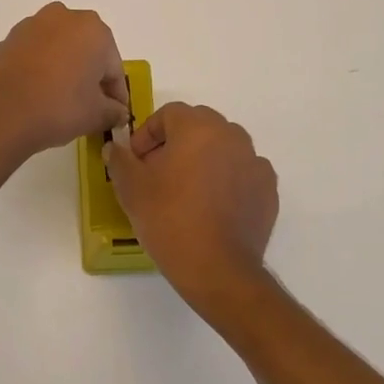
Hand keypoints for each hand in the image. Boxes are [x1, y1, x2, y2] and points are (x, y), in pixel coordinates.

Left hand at [0, 3, 131, 160]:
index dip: (116, 93)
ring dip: (64, 69)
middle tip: (90, 106)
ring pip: (59, 49)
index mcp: (93, 29)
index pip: (113, 67)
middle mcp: (63, 17)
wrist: (0, 115)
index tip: (115, 114)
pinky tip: (37, 94)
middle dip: (90, 75)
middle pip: (86, 50)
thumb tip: (118, 113)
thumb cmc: (59, 108)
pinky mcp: (7, 40)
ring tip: (61, 101)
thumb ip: (114, 111)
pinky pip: (34, 55)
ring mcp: (30, 26)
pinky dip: (40, 70)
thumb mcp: (97, 115)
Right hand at [106, 103, 278, 323]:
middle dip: (176, 143)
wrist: (218, 270)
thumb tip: (115, 148)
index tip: (137, 161)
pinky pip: (242, 172)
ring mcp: (254, 161)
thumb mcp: (131, 188)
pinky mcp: (268, 189)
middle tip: (159, 173)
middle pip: (198, 126)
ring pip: (223, 147)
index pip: (169, 114)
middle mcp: (231, 135)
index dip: (148, 134)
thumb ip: (120, 160)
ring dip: (204, 159)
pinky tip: (214, 206)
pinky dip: (228, 180)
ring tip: (187, 191)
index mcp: (197, 127)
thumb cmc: (169, 220)